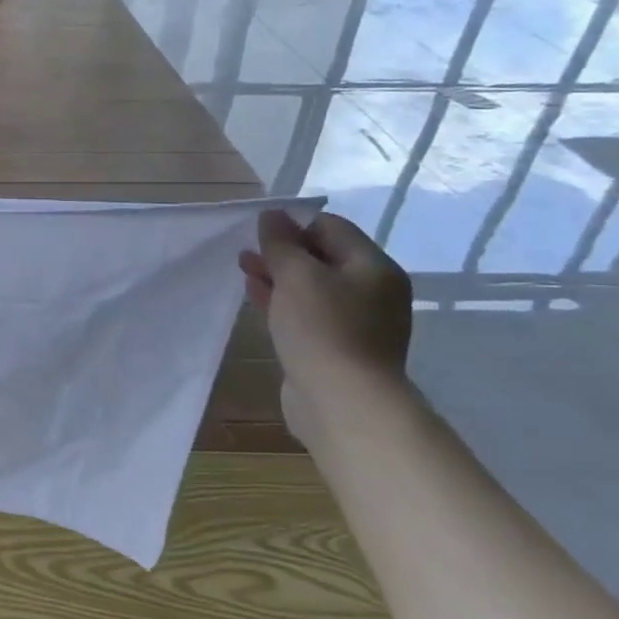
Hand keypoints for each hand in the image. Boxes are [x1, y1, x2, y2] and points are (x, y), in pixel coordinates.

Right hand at [238, 211, 411, 439]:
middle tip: (246, 251)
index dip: (293, 224)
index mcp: (373, 267)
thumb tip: (272, 215)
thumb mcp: (297, 275)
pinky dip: (282, 301)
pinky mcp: (335, 347)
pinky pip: (307, 313)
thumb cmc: (323, 328)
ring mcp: (355, 322)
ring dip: (278, 276)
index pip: (331, 227)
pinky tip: (257, 297)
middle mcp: (371, 292)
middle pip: (322, 257)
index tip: (258, 231)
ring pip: (311, 287)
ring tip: (244, 270)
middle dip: (282, 251)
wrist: (342, 402)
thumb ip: (281, 243)